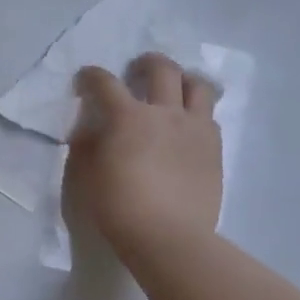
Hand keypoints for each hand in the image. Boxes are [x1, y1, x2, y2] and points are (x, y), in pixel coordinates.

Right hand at [65, 53, 222, 258]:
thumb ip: (86, 146)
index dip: (91, 76)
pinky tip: (187, 126)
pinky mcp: (214, 148)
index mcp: (127, 117)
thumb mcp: (86, 176)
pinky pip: (209, 117)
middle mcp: (165, 112)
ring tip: (174, 89)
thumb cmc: (118, 207)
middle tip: (137, 70)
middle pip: (162, 70)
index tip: (85, 79)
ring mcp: (195, 129)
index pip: (105, 83)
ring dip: (183, 80)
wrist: (168, 237)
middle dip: (146, 63)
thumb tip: (89, 132)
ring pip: (198, 86)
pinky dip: (196, 112)